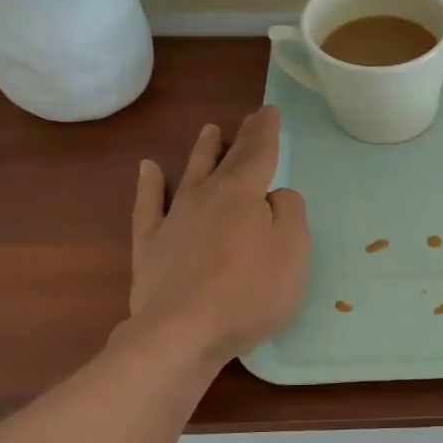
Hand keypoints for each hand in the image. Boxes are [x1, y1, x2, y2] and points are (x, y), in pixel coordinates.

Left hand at [124, 105, 309, 364]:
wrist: (183, 332)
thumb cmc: (250, 293)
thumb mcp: (293, 252)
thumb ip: (290, 214)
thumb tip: (275, 196)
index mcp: (244, 195)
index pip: (259, 155)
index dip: (266, 133)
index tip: (269, 111)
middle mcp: (207, 197)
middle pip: (228, 160)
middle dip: (241, 137)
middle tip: (250, 117)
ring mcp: (174, 219)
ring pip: (191, 174)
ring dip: (202, 152)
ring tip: (209, 130)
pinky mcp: (151, 245)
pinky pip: (149, 205)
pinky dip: (149, 185)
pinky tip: (149, 170)